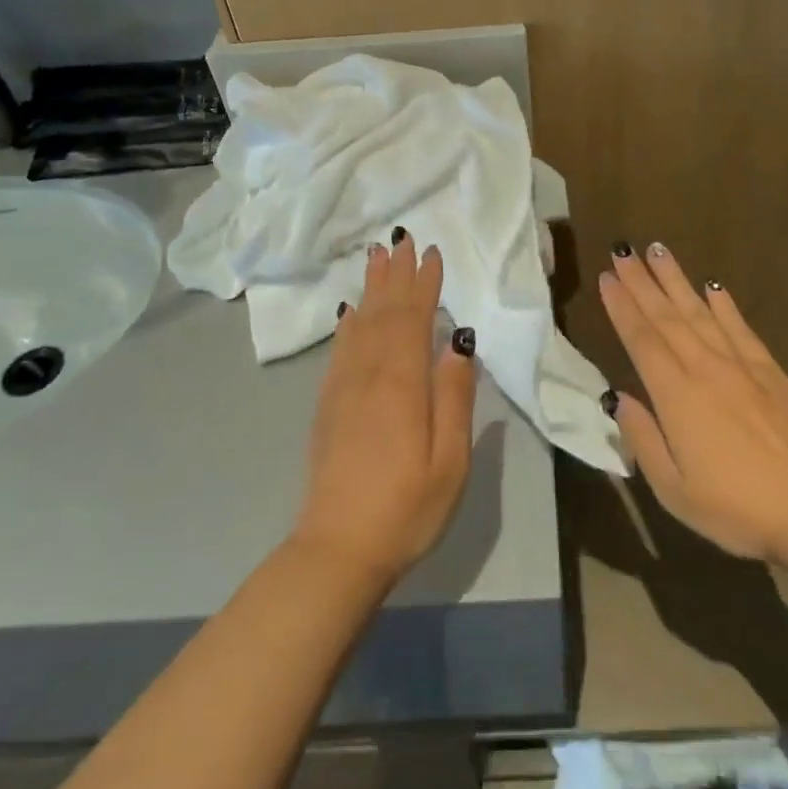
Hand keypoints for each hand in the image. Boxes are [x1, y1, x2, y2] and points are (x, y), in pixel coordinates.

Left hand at [290, 232, 476, 586]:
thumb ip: (454, 397)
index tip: (432, 253)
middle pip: (384, 313)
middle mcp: (369, 375)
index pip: (414, 319)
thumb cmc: (407, 508)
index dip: (424, 284)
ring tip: (376, 258)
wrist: (338, 549)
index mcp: (402, 384)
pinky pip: (340, 350)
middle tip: (402, 239)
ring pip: (359, 325)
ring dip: (371, 289)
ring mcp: (343, 389)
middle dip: (396, 275)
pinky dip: (347, 323)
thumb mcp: (449, 460)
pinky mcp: (329, 406)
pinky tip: (349, 312)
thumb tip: (458, 342)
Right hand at [600, 243, 787, 560]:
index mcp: (676, 396)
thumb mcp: (673, 490)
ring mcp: (742, 366)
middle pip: (667, 316)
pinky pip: (741, 328)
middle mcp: (705, 368)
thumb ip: (642, 439)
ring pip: (701, 312)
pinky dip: (724, 305)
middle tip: (624, 251)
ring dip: (677, 280)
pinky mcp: (772, 371)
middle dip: (642, 282)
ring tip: (659, 251)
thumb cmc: (735, 508)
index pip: (642, 340)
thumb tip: (619, 399)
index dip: (622, 307)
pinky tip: (714, 287)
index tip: (607, 277)